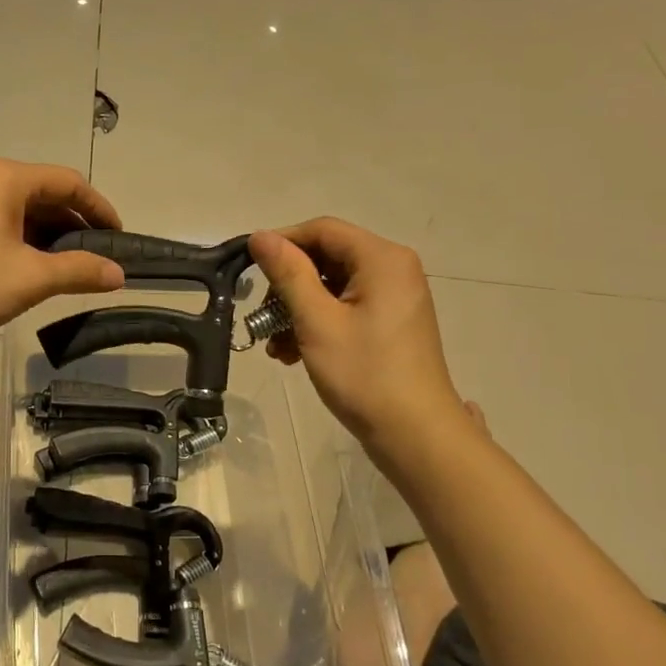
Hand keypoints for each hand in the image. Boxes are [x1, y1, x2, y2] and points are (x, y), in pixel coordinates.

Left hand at [0, 159, 124, 347]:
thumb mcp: (30, 278)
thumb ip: (79, 271)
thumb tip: (118, 273)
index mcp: (6, 179)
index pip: (69, 182)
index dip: (100, 208)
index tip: (119, 238)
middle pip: (44, 193)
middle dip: (75, 224)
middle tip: (97, 258)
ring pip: (21, 210)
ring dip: (49, 235)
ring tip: (68, 269)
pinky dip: (23, 240)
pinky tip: (29, 270)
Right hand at [249, 219, 467, 451]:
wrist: (416, 435)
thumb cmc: (365, 374)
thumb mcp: (317, 321)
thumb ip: (288, 274)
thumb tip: (260, 236)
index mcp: (382, 258)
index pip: (322, 230)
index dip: (282, 243)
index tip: (249, 269)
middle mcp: (393, 268)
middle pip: (326, 257)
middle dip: (289, 285)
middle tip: (262, 316)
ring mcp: (394, 297)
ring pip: (332, 286)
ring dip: (298, 309)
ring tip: (275, 345)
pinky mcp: (390, 322)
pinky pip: (346, 307)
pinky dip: (318, 323)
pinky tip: (294, 353)